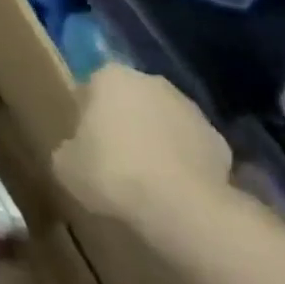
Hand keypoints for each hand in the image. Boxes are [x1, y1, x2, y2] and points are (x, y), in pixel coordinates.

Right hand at [53, 65, 231, 218]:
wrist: (181, 206)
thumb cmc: (112, 173)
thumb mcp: (65, 165)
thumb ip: (68, 148)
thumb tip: (76, 150)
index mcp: (110, 77)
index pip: (90, 89)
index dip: (85, 116)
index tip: (84, 143)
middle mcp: (152, 82)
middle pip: (129, 101)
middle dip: (122, 123)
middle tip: (111, 159)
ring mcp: (191, 109)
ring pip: (162, 122)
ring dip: (154, 141)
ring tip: (144, 180)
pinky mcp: (219, 141)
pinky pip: (190, 148)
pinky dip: (182, 163)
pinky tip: (172, 190)